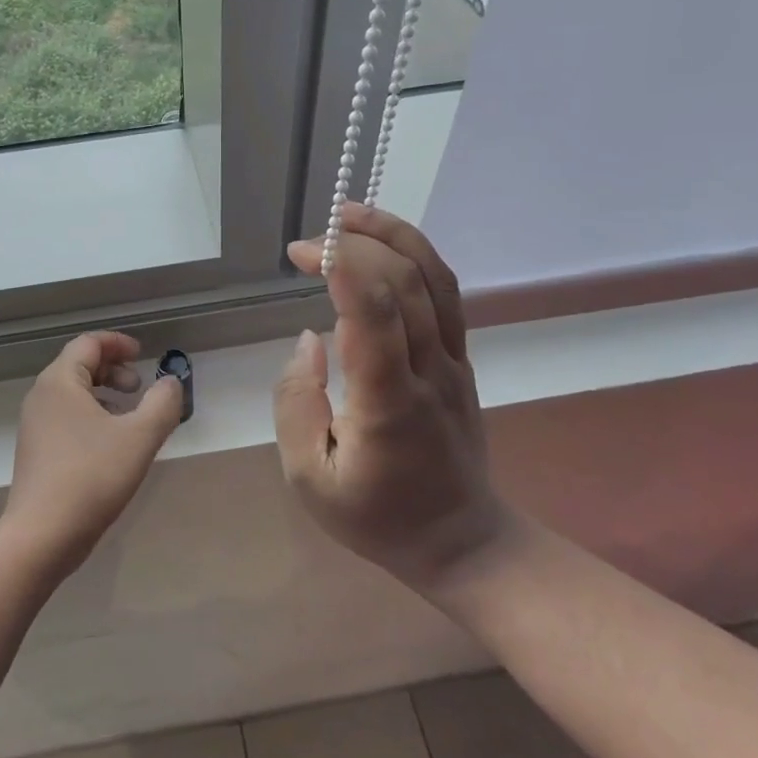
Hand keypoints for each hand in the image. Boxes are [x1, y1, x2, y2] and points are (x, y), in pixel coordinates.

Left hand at [1, 332, 185, 580]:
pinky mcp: (36, 452)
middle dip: (113, 370)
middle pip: (78, 365)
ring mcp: (35, 426)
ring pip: (73, 394)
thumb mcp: (139, 437)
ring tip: (130, 417)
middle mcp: (42, 396)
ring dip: (104, 394)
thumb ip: (162, 403)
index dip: (118, 343)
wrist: (41, 537)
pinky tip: (111, 445)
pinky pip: (66, 418)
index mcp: (60, 382)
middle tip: (139, 388)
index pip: (88, 343)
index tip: (143, 355)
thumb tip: (171, 383)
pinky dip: (92, 416)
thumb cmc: (91, 478)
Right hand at [274, 204, 505, 593]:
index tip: (302, 253)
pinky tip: (383, 245)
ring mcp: (454, 362)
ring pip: (436, 279)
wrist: (461, 543)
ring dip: (393, 235)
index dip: (341, 267)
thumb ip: (295, 403)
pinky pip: (446, 295)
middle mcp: (430, 371)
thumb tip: (308, 339)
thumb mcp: (308, 479)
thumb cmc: (376, 517)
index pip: (377, 314)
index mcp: (389, 403)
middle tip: (310, 240)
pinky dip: (415, 256)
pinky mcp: (461, 360)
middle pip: (407, 282)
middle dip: (357, 244)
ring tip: (349, 214)